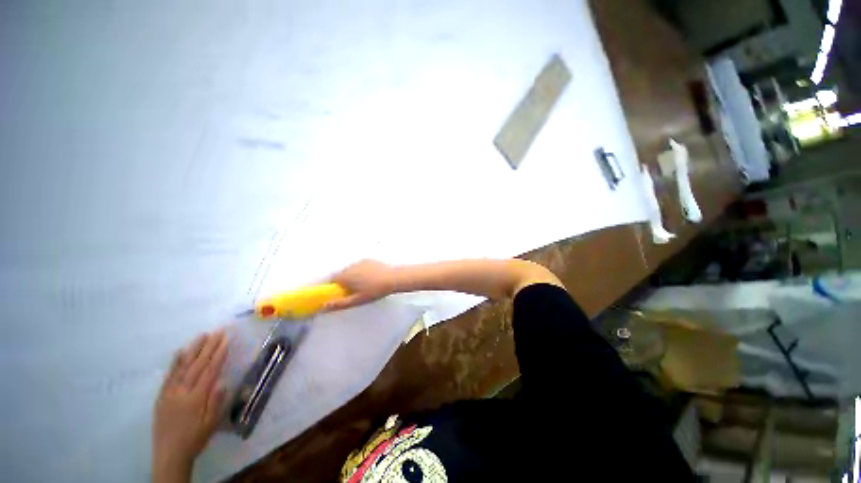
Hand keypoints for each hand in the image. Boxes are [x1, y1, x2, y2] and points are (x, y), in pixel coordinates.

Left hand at [152, 331, 227, 482]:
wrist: (169, 454)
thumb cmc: (195, 438)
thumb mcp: (211, 424)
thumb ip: (216, 402)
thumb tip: (223, 381)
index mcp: (196, 398)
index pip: (210, 370)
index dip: (219, 354)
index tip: (226, 340)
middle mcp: (182, 391)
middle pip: (197, 365)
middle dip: (209, 347)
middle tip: (218, 332)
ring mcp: (169, 392)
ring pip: (183, 366)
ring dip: (194, 349)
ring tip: (202, 336)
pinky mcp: (162, 395)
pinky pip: (169, 375)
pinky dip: (175, 362)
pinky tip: (180, 351)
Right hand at [325, 259, 396, 311]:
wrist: (392, 278)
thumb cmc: (374, 291)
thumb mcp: (357, 300)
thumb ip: (339, 304)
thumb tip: (323, 306)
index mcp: (345, 276)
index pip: (332, 279)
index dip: (335, 287)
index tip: (341, 293)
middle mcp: (350, 267)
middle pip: (342, 274)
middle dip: (345, 281)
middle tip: (355, 290)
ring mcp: (360, 262)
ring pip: (352, 270)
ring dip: (354, 275)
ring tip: (365, 284)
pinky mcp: (369, 260)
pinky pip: (360, 266)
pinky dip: (362, 270)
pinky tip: (371, 277)